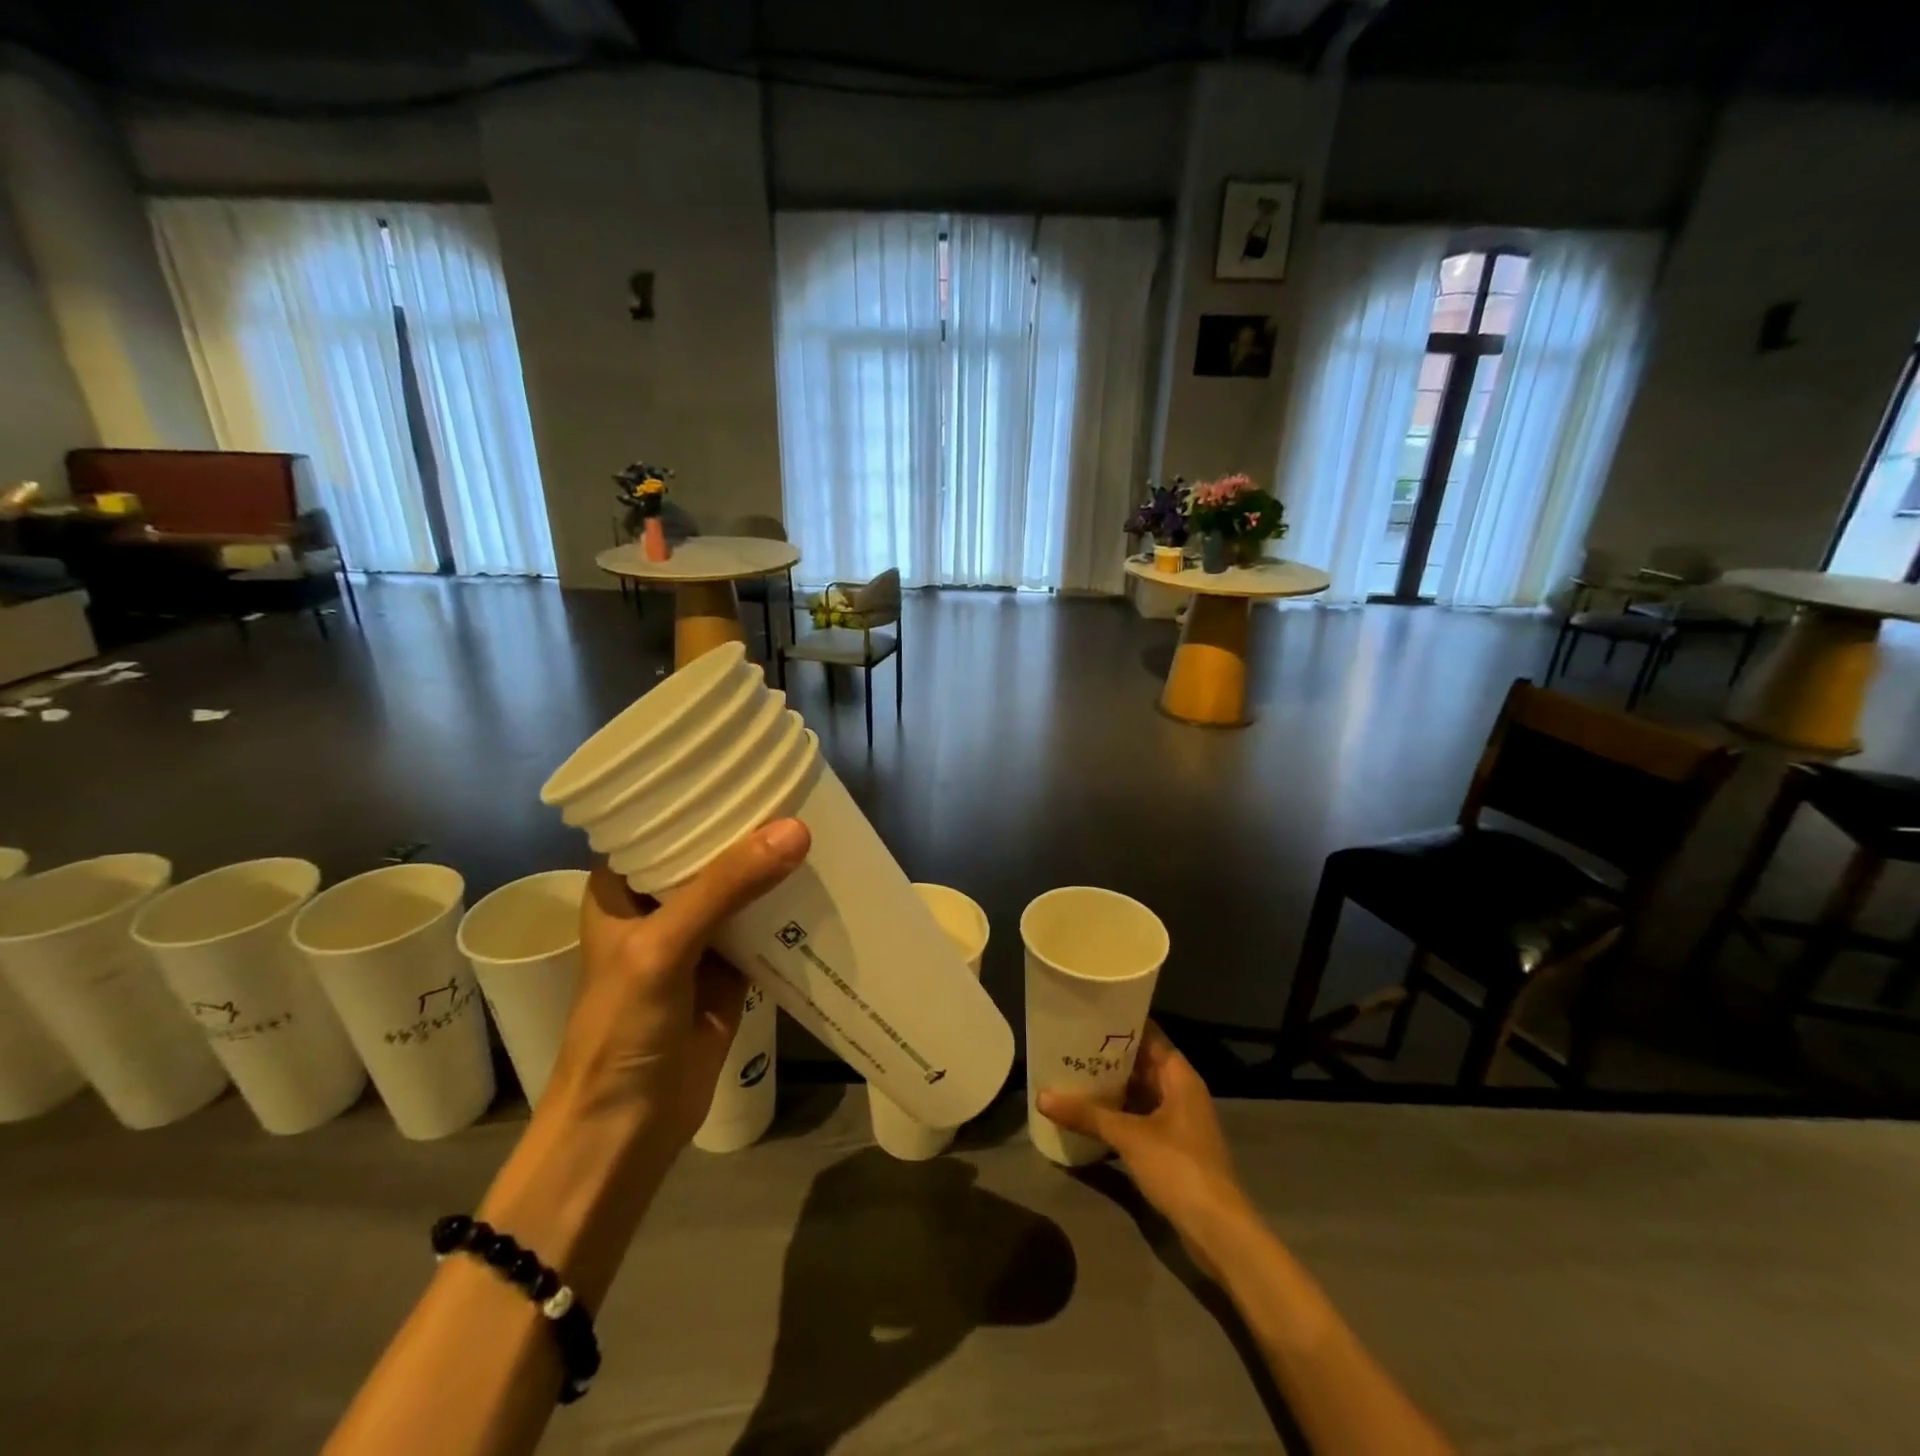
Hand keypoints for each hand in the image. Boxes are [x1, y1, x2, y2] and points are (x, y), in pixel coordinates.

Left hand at [546, 818, 809, 1147]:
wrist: (628, 1129)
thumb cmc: (622, 1030)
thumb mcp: (664, 947)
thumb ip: (726, 888)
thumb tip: (796, 830)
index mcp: (623, 886)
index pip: (662, 820)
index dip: (703, 792)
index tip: (753, 761)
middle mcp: (659, 903)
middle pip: (710, 852)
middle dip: (751, 828)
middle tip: (802, 789)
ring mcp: (697, 936)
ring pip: (742, 887)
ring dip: (774, 866)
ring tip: (821, 825)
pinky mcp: (730, 968)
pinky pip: (765, 925)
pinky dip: (789, 909)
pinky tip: (823, 884)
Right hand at [1038, 1023, 1246, 1237]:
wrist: (1217, 1230)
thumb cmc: (1179, 1167)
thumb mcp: (1129, 1137)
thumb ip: (1087, 1114)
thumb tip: (1042, 1096)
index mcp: (1179, 1075)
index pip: (1148, 1034)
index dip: (1119, 1024)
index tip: (1086, 1016)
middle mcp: (1181, 1091)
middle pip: (1141, 1063)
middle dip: (1108, 1057)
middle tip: (1069, 1045)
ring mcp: (1178, 1120)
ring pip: (1139, 1092)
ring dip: (1111, 1088)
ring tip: (1072, 1075)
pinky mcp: (1173, 1147)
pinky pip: (1140, 1118)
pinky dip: (1118, 1115)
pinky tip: (1089, 1116)